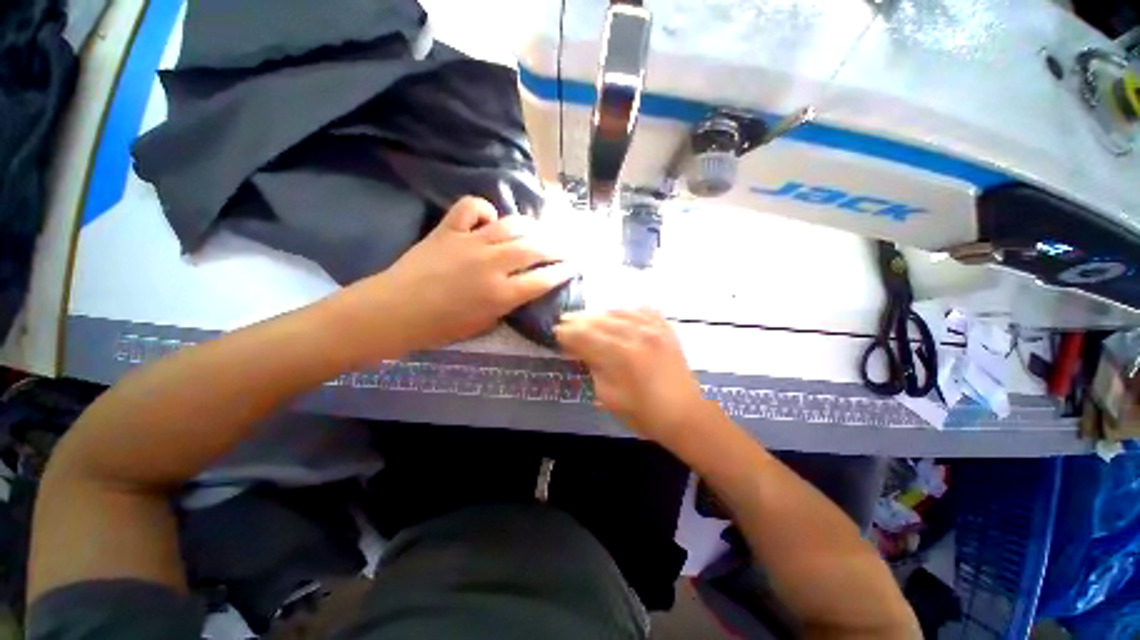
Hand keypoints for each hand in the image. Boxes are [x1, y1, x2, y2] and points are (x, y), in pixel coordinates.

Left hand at [343, 197, 573, 351]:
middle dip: (556, 247)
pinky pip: (471, 207)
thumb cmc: (440, 327)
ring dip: (529, 226)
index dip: (563, 272)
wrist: (394, 311)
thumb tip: (520, 288)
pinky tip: (488, 219)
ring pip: (511, 225)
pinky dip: (483, 209)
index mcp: (501, 294)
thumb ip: (507, 305)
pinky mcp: (448, 230)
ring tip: (536, 231)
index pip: (543, 279)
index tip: (573, 266)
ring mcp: (470, 243)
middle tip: (564, 247)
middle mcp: (492, 265)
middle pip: (534, 248)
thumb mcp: (483, 325)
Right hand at [555, 309, 713, 443]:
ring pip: (620, 313)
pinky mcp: (667, 330)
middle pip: (601, 321)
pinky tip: (619, 314)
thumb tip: (580, 350)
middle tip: (565, 320)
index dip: (568, 334)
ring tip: (587, 317)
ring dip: (600, 314)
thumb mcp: (609, 396)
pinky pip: (644, 311)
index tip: (556, 332)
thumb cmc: (643, 413)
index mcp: (621, 355)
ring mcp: (655, 329)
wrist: (685, 416)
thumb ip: (593, 368)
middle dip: (580, 321)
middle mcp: (638, 335)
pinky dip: (628, 311)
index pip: (587, 337)